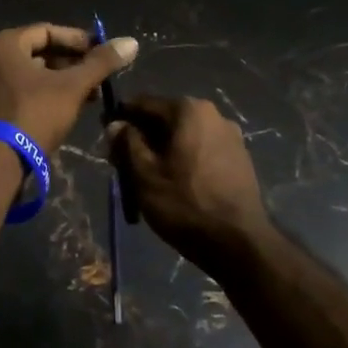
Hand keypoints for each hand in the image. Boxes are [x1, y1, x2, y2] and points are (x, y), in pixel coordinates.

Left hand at [0, 23, 138, 155]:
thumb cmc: (34, 114)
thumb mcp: (72, 87)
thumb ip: (101, 63)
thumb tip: (131, 42)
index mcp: (6, 44)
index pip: (48, 31)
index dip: (79, 40)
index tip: (103, 53)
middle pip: (40, 52)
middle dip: (72, 64)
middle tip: (99, 77)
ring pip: (33, 74)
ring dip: (62, 81)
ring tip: (89, 96)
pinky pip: (23, 91)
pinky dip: (46, 95)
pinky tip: (68, 109)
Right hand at [106, 96, 274, 276]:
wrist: (240, 244)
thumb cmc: (185, 204)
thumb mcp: (144, 174)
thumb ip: (127, 143)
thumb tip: (116, 124)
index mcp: (189, 110)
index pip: (144, 103)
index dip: (122, 117)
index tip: (106, 134)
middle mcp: (214, 114)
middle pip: (166, 119)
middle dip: (143, 136)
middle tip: (122, 162)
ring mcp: (232, 137)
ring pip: (185, 136)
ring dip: (163, 149)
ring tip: (147, 176)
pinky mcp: (241, 159)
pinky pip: (202, 150)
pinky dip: (184, 159)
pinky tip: (175, 182)